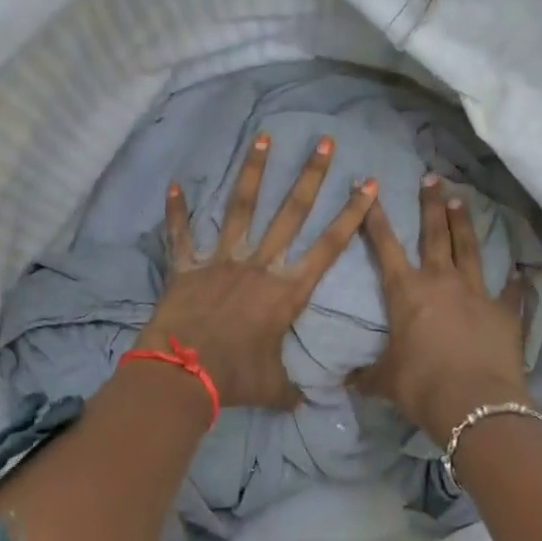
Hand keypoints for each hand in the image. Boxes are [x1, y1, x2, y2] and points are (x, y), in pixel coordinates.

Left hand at [139, 134, 377, 409]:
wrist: (184, 374)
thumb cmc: (236, 379)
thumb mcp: (273, 388)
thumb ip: (292, 389)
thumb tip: (308, 403)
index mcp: (286, 291)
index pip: (328, 246)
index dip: (351, 214)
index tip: (368, 184)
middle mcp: (258, 266)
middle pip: (290, 213)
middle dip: (310, 176)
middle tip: (324, 142)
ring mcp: (221, 261)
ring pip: (240, 208)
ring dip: (252, 172)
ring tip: (263, 137)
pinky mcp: (187, 267)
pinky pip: (180, 236)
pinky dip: (175, 212)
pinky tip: (173, 185)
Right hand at [351, 174, 530, 438]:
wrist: (473, 403)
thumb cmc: (420, 386)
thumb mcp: (383, 381)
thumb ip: (365, 376)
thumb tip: (344, 382)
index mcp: (406, 292)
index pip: (385, 246)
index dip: (375, 217)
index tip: (370, 188)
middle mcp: (441, 282)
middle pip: (435, 234)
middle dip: (430, 205)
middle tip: (431, 177)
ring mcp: (477, 293)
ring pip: (469, 250)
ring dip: (464, 225)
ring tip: (461, 201)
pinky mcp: (505, 312)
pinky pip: (511, 291)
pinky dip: (515, 280)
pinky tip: (519, 269)